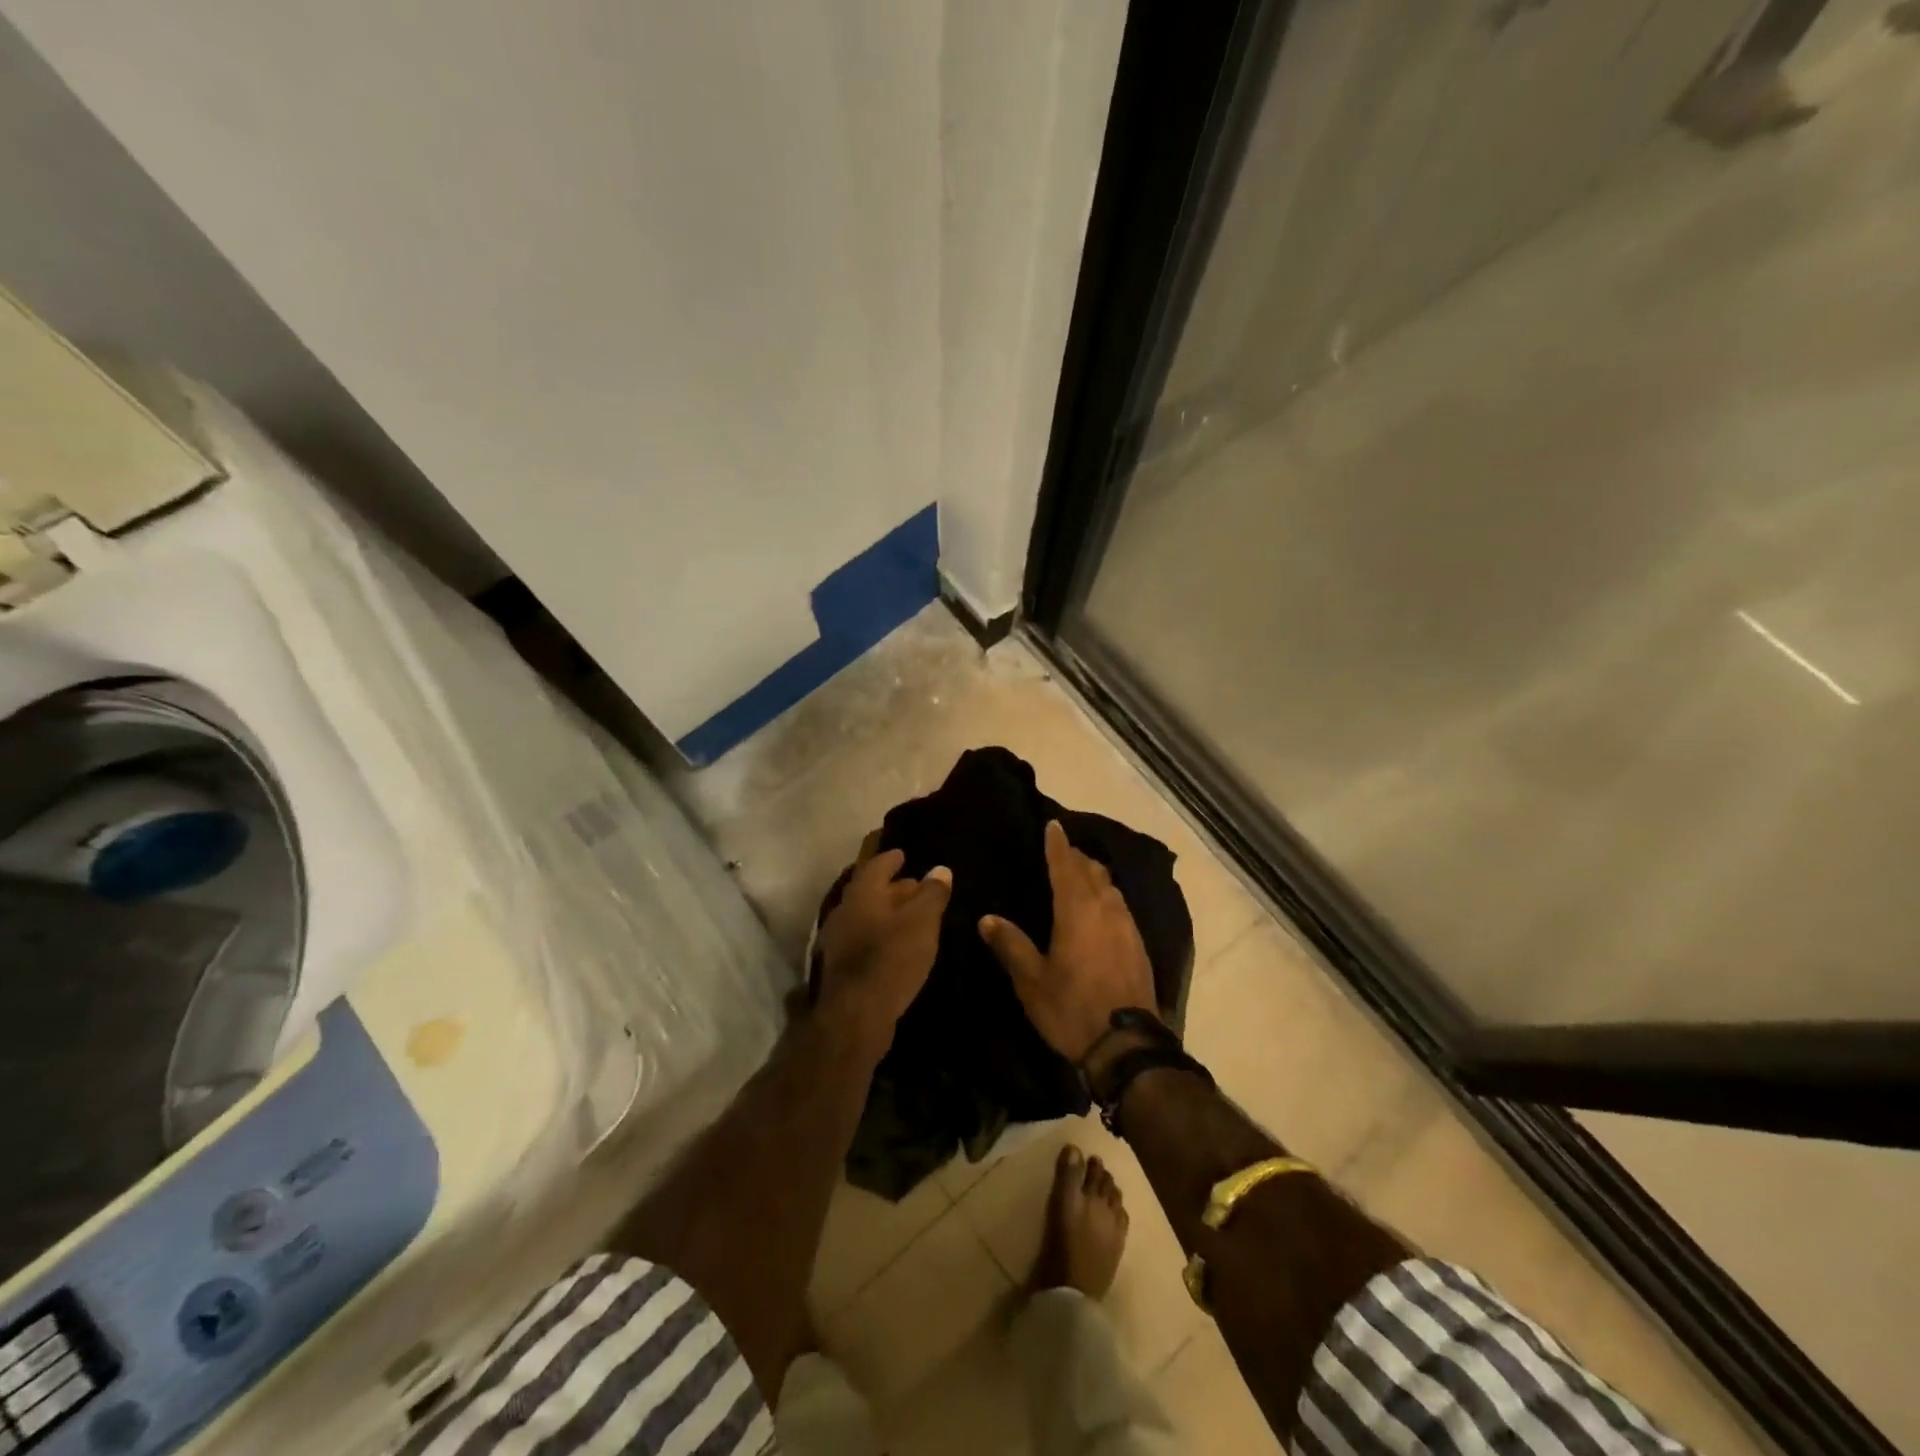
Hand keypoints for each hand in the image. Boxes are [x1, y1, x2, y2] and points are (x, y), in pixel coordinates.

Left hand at [816, 833, 951, 1056]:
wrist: (856, 1015)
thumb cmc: (891, 958)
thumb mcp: (922, 922)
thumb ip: (932, 893)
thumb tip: (940, 869)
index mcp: (862, 893)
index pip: (875, 865)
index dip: (890, 858)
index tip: (902, 854)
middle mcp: (844, 911)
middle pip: (869, 891)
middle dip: (891, 887)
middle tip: (915, 886)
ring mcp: (837, 940)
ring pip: (865, 916)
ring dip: (886, 913)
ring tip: (910, 916)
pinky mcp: (840, 966)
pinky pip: (862, 939)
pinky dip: (880, 934)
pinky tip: (896, 945)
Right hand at [978, 820, 1158, 1062]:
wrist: (1128, 1046)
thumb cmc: (1072, 1009)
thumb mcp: (1032, 981)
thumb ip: (1010, 945)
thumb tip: (986, 918)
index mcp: (1077, 911)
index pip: (1066, 866)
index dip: (1058, 845)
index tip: (1053, 825)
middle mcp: (1105, 909)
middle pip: (1092, 871)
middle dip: (1076, 856)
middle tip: (1061, 849)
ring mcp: (1127, 926)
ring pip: (1110, 887)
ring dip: (1094, 874)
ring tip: (1080, 873)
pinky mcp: (1138, 945)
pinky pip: (1120, 905)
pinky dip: (1107, 895)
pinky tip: (1101, 908)